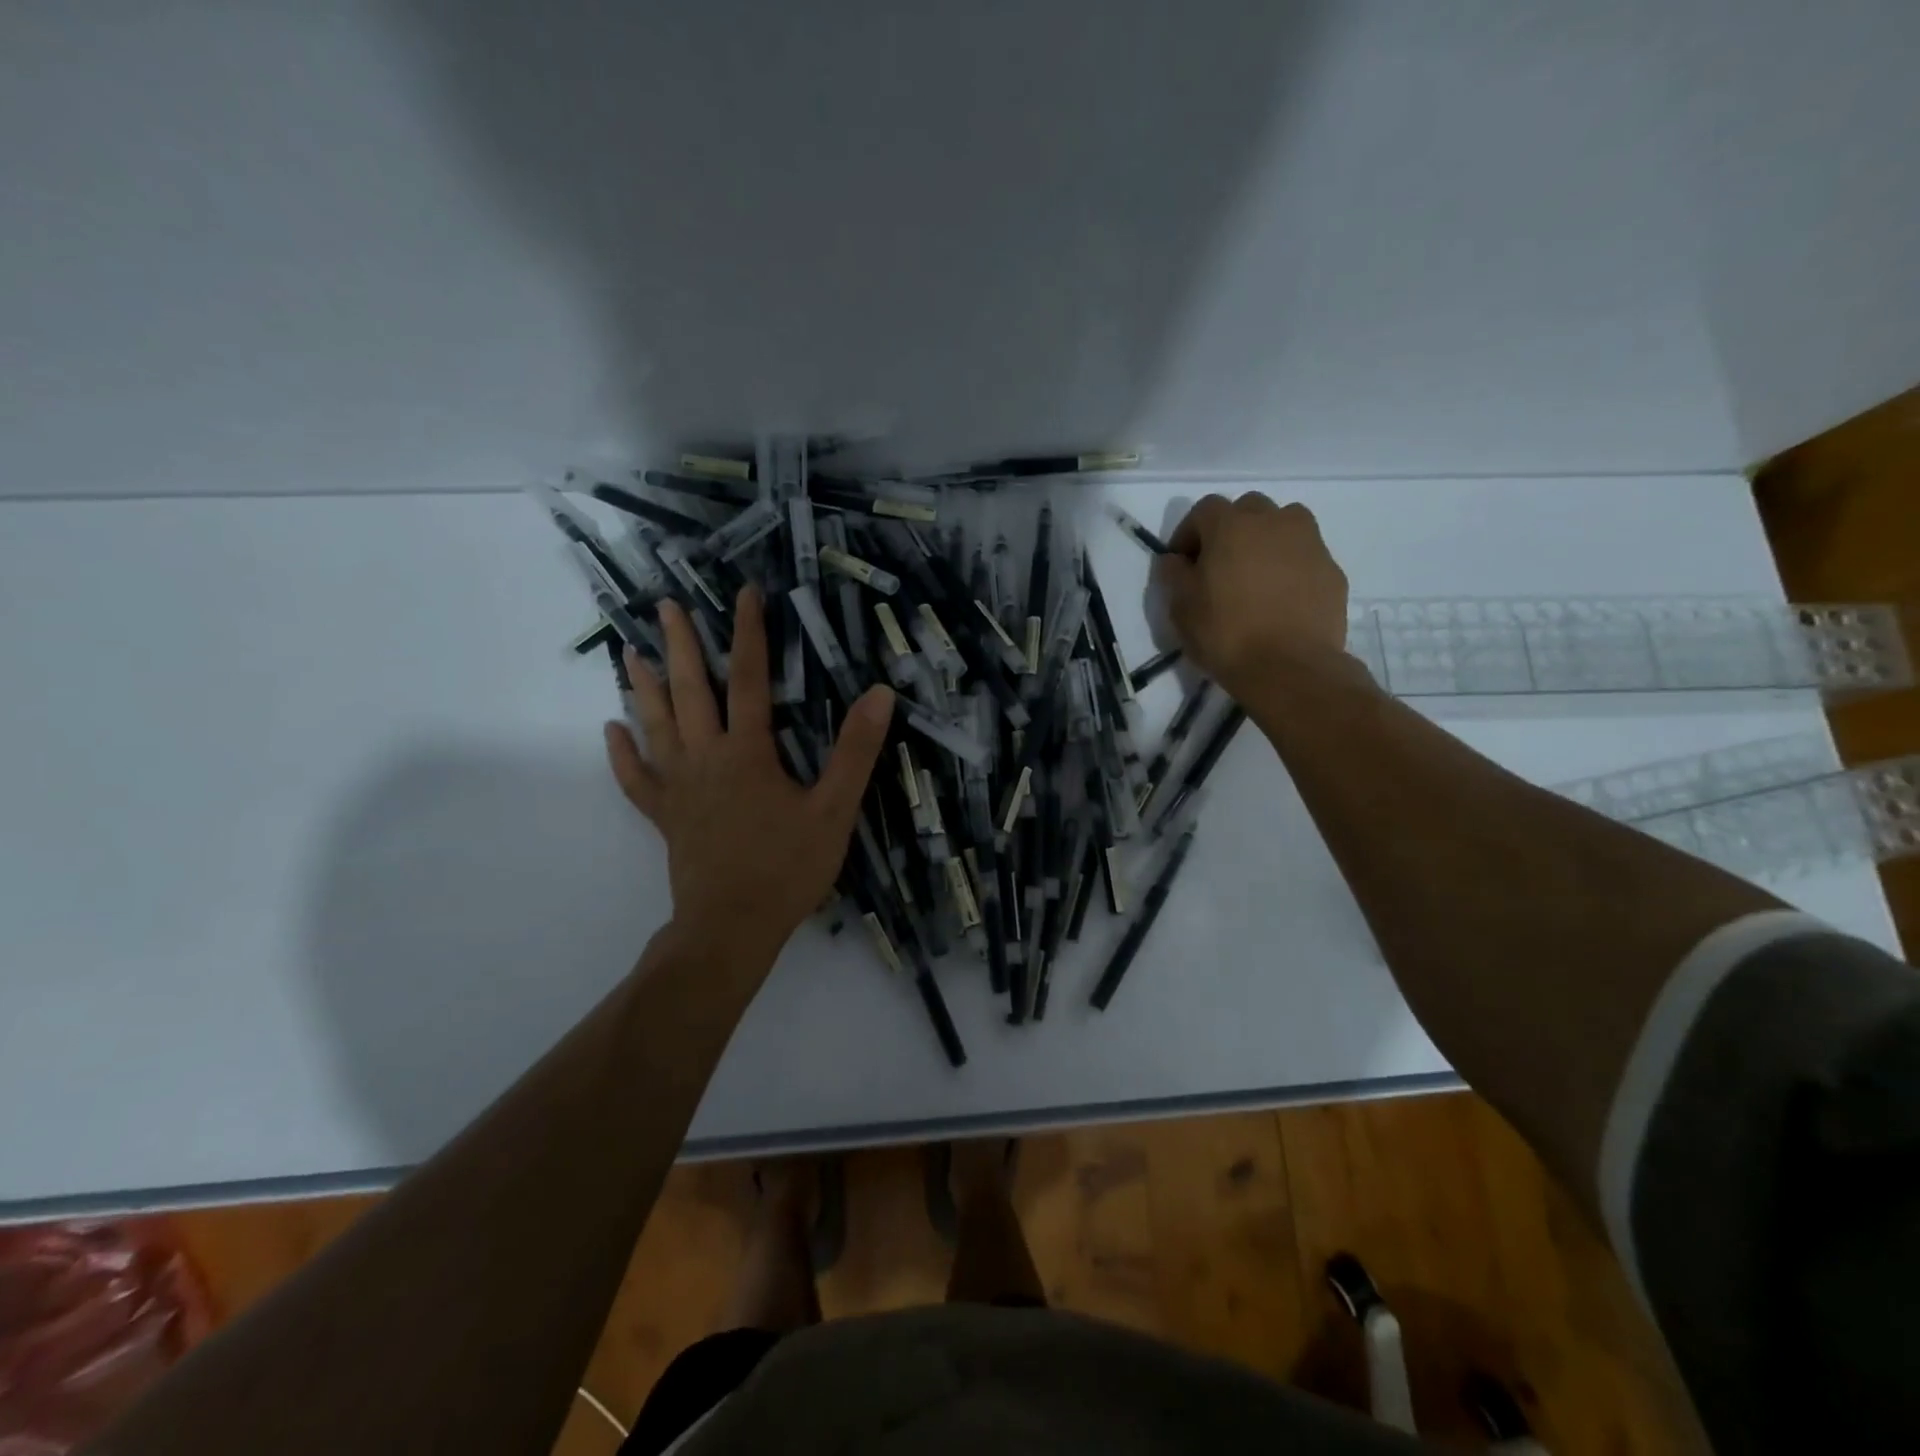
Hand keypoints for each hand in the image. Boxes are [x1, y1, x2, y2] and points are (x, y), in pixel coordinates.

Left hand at [603, 588, 893, 965]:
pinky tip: (611, 730)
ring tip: (629, 652)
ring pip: (655, 726)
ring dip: (642, 687)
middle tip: (664, 606)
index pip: (749, 679)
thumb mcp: (834, 810)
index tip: (745, 594)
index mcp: (747, 752)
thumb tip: (878, 693)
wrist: (731, 928)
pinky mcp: (666, 817)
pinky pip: (637, 779)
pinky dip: (622, 754)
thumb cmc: (787, 868)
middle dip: (680, 645)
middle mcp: (705, 758)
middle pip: (690, 692)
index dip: (749, 633)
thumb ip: (855, 751)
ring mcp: (679, 788)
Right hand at [1153, 493, 1349, 701]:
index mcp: (1231, 526)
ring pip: (1284, 524)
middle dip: (1231, 530)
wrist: (1289, 668)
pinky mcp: (1332, 569)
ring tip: (1255, 576)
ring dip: (1266, 540)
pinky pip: (1305, 556)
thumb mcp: (1181, 608)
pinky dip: (1291, 566)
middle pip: (1248, 509)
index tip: (1182, 563)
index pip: (1204, 509)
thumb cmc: (1225, 634)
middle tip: (1220, 566)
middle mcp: (1274, 522)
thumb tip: (1174, 559)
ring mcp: (1309, 543)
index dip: (1189, 533)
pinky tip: (1281, 599)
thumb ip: (1174, 575)